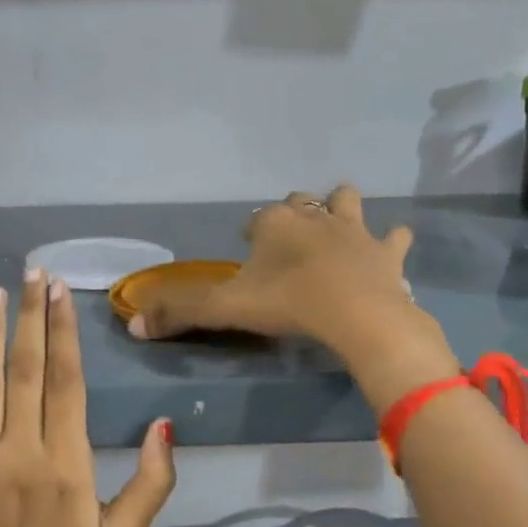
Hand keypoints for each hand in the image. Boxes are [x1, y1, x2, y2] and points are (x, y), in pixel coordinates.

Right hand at [125, 185, 410, 345]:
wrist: (358, 316)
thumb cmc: (288, 304)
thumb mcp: (226, 309)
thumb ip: (180, 313)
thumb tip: (133, 325)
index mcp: (274, 222)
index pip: (256, 219)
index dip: (251, 233)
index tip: (248, 251)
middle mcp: (314, 216)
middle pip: (300, 202)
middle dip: (294, 213)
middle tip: (289, 242)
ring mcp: (354, 230)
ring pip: (347, 202)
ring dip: (342, 208)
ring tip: (338, 227)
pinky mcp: (386, 252)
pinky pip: (394, 237)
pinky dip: (391, 242)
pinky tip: (389, 250)